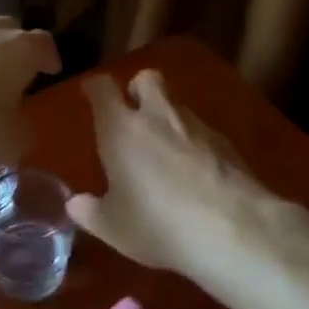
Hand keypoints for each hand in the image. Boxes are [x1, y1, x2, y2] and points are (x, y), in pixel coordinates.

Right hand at [69, 69, 285, 281]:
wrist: (234, 229)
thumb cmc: (159, 225)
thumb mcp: (115, 228)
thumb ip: (91, 212)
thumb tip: (75, 203)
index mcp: (122, 129)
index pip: (102, 89)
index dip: (95, 89)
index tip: (91, 93)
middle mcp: (158, 116)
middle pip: (147, 79)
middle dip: (137, 90)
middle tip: (132, 116)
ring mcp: (197, 125)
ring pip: (177, 104)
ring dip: (167, 118)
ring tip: (164, 152)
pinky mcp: (227, 142)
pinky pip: (202, 131)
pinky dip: (193, 143)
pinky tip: (195, 173)